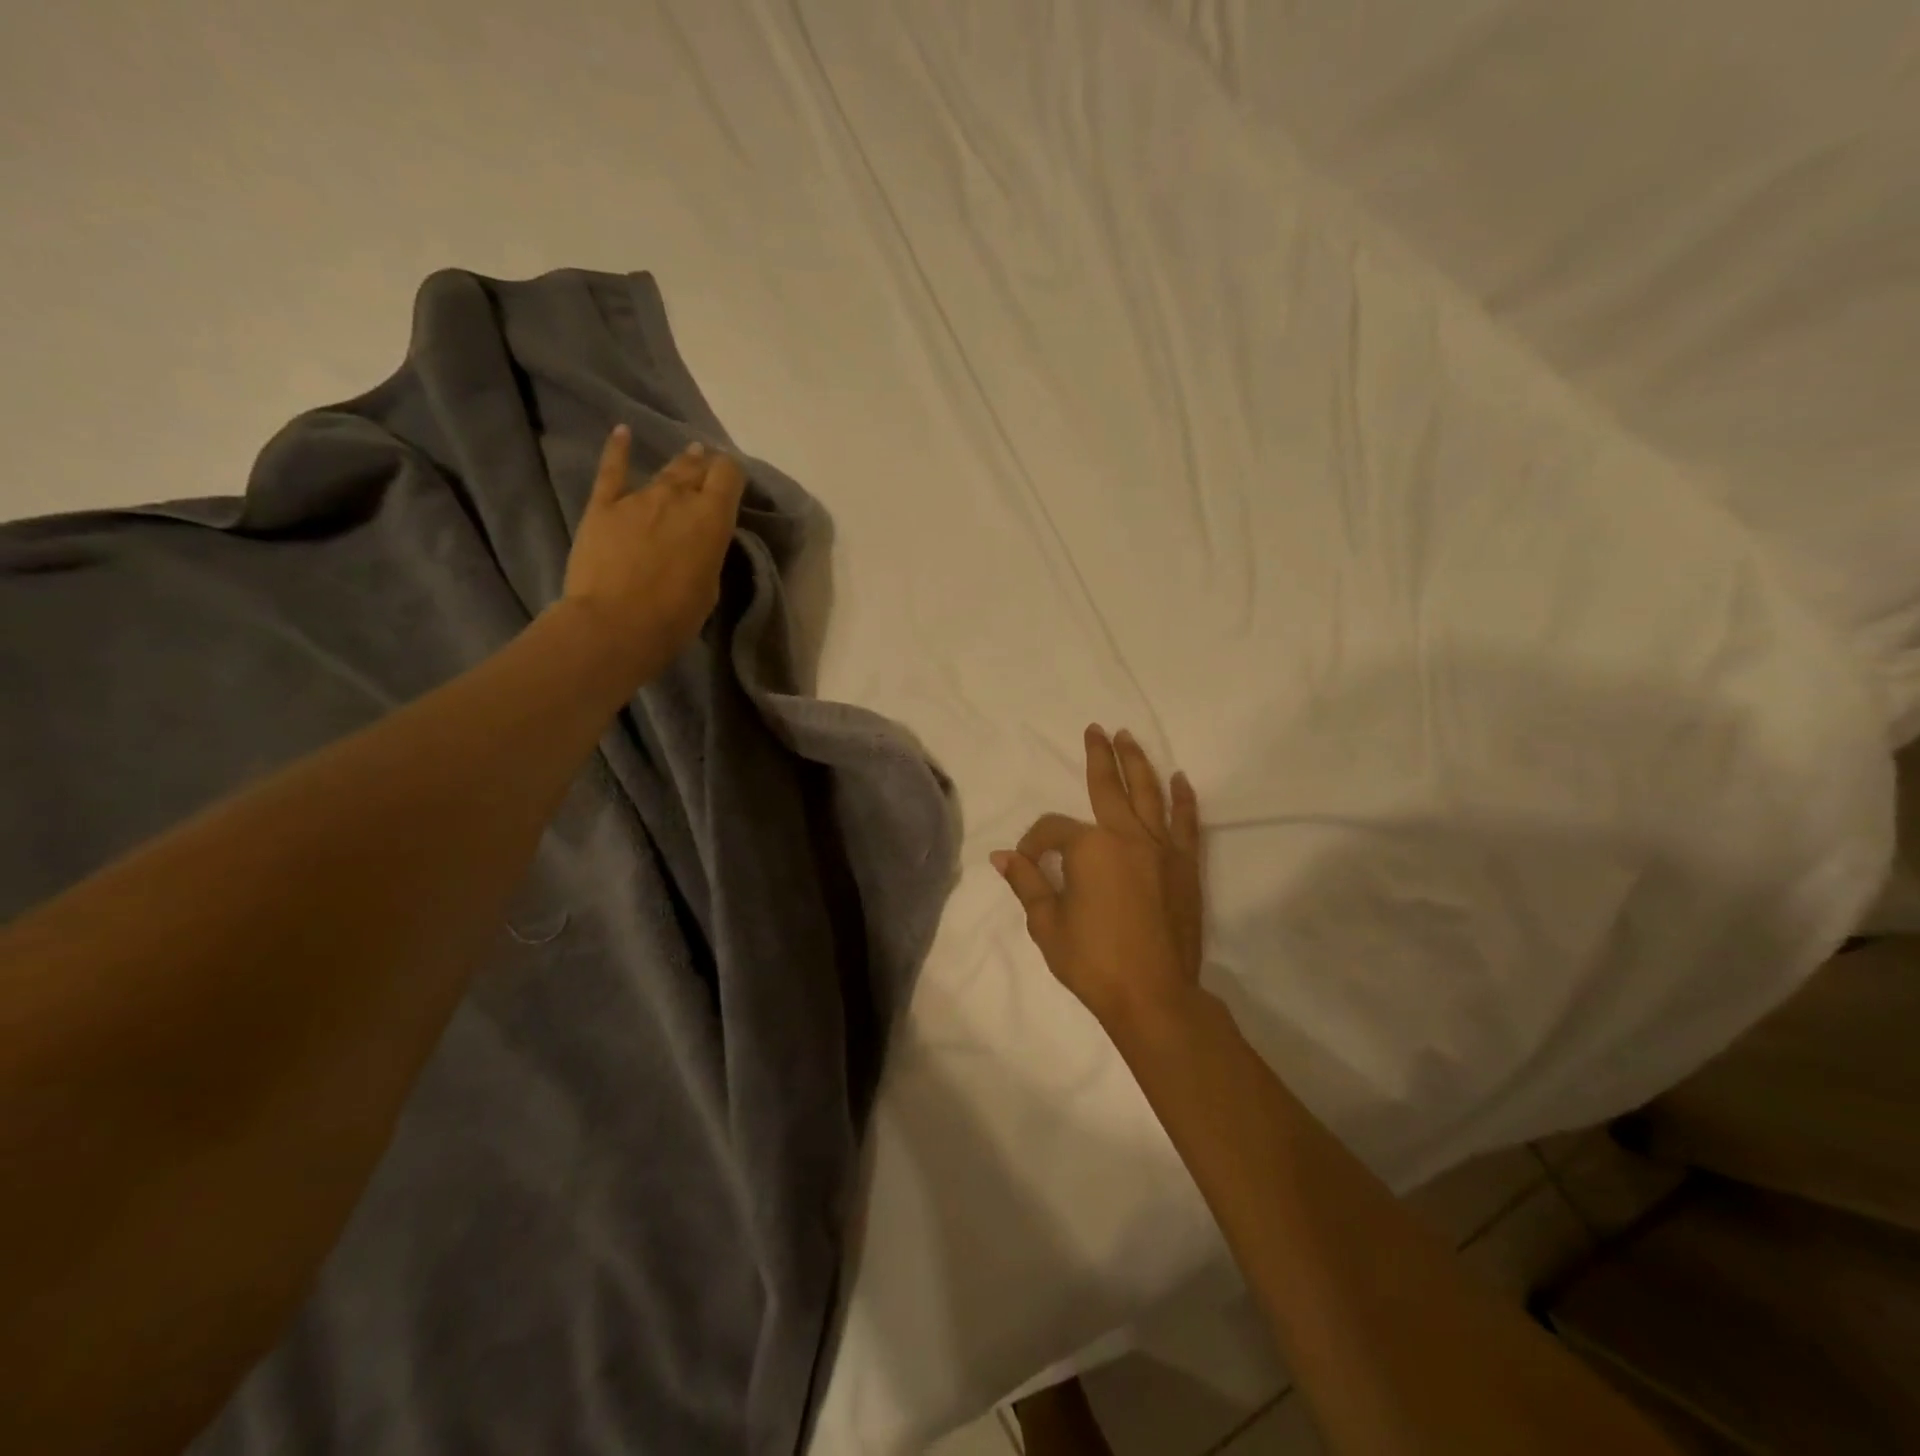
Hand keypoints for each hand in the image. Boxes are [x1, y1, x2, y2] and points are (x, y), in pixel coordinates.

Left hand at [561, 424, 745, 683]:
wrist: (614, 624)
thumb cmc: (674, 616)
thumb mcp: (709, 585)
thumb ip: (707, 552)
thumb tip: (700, 539)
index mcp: (712, 518)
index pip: (729, 475)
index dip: (732, 475)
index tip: (732, 484)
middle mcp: (678, 498)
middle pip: (697, 469)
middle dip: (707, 467)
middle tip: (710, 470)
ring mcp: (638, 498)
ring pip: (665, 471)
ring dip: (679, 464)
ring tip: (689, 455)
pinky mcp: (603, 506)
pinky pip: (612, 471)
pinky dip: (618, 450)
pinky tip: (622, 433)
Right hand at [992, 725, 1204, 1030]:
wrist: (1153, 995)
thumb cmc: (1092, 962)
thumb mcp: (1046, 924)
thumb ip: (1027, 883)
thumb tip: (1001, 856)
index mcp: (1088, 848)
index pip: (1052, 830)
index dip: (1033, 843)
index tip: (1027, 864)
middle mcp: (1126, 837)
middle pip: (1108, 787)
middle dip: (1098, 757)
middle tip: (1096, 730)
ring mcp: (1160, 849)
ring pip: (1148, 794)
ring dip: (1138, 763)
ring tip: (1129, 738)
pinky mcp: (1185, 866)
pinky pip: (1185, 824)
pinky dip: (1182, 799)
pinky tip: (1179, 780)